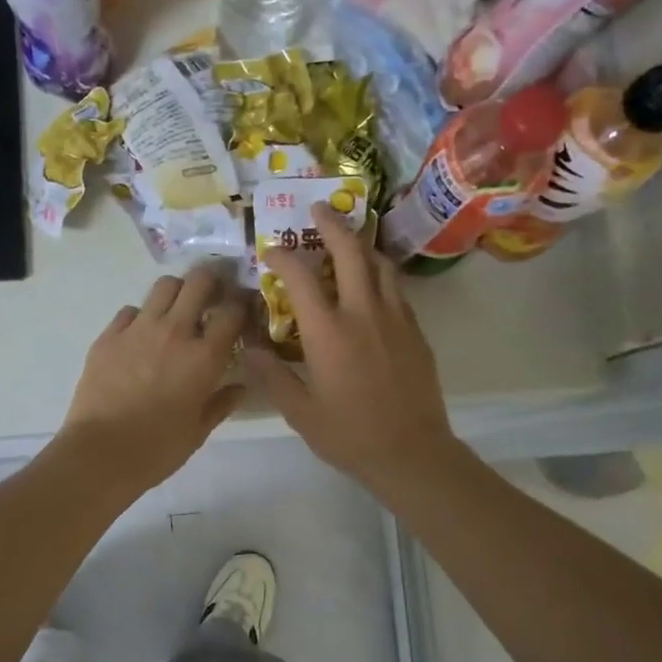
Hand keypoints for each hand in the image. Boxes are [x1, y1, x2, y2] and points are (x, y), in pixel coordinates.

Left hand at [59, 266, 247, 491]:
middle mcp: (174, 332)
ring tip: (176, 310)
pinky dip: (141, 316)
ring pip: (164, 286)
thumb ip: (221, 404)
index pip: (232, 312)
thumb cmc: (157, 449)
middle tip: (211, 297)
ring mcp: (138, 330)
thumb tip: (240, 388)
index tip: (241, 311)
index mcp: (204, 357)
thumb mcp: (198, 431)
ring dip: (176, 292)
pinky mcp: (108, 336)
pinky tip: (140, 336)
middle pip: (199, 282)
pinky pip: (130, 310)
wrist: (100, 454)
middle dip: (211, 282)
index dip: (241, 305)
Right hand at [243, 203, 462, 502]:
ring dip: (361, 245)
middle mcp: (363, 313)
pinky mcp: (415, 330)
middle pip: (349, 252)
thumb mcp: (299, 411)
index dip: (282, 256)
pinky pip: (397, 288)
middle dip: (331, 224)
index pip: (300, 276)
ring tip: (348, 240)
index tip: (271, 251)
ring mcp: (395, 318)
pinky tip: (372, 283)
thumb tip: (246, 347)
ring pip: (380, 264)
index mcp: (328, 332)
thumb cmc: (349, 435)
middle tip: (318, 208)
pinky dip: (381, 274)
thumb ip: (271, 375)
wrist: (411, 453)